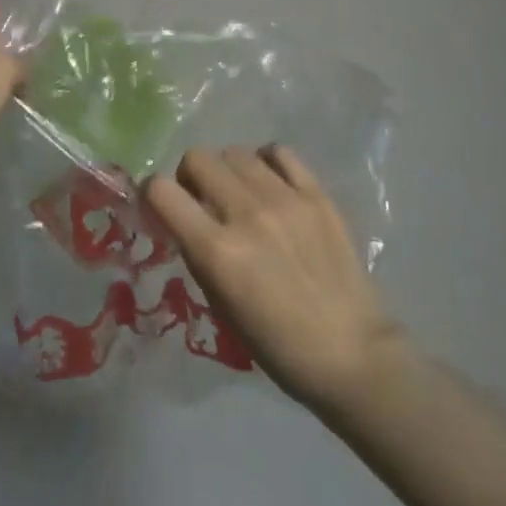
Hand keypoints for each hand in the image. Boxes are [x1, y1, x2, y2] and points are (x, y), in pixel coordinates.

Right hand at [145, 145, 404, 411]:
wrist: (352, 354)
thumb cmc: (278, 346)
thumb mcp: (221, 306)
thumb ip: (199, 254)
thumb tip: (184, 219)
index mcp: (217, 251)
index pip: (161, 191)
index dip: (153, 193)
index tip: (160, 204)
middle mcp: (246, 214)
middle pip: (197, 158)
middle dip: (190, 176)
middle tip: (202, 198)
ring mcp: (284, 199)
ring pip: (235, 151)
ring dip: (227, 170)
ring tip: (240, 194)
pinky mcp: (316, 194)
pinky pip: (279, 152)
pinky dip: (266, 162)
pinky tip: (270, 183)